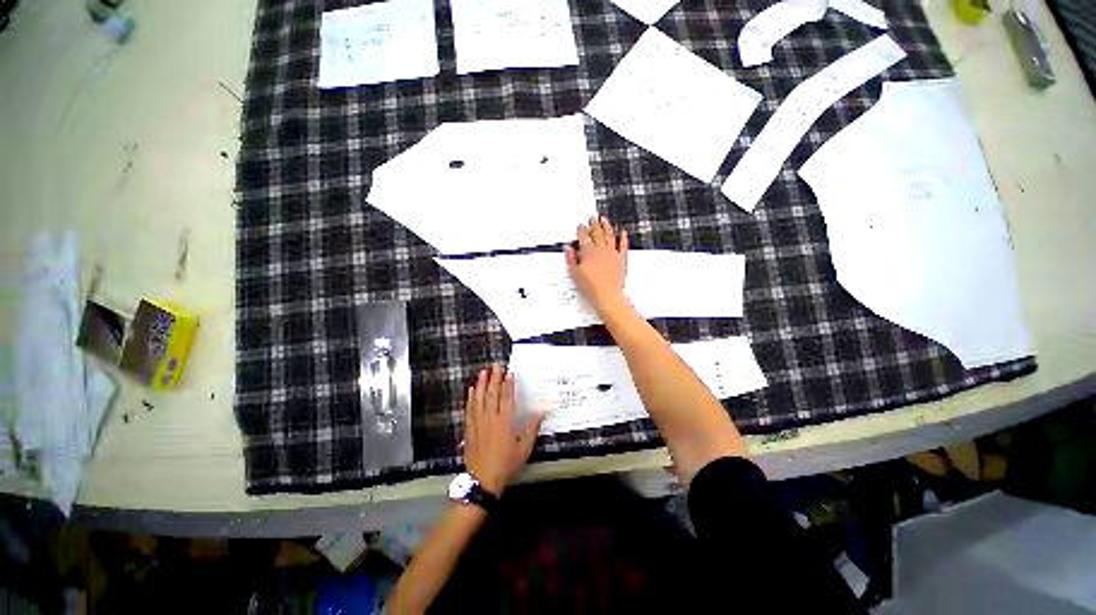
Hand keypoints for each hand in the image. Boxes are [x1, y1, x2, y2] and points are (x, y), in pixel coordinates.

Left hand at [463, 365, 543, 494]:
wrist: (482, 480)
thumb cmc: (506, 464)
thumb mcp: (524, 448)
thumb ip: (532, 428)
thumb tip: (543, 411)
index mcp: (505, 421)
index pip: (507, 397)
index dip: (508, 384)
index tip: (509, 372)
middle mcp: (490, 418)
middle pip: (492, 394)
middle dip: (494, 378)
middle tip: (496, 365)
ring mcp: (478, 422)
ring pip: (479, 399)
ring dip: (481, 384)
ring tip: (483, 372)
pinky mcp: (469, 428)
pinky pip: (470, 409)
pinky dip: (471, 398)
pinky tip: (471, 390)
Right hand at [566, 216, 629, 313]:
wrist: (607, 295)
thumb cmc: (590, 286)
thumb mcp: (574, 274)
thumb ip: (571, 259)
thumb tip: (568, 249)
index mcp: (588, 252)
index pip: (583, 237)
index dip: (581, 230)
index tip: (580, 225)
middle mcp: (601, 249)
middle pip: (597, 233)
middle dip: (594, 224)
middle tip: (593, 217)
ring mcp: (612, 253)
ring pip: (609, 235)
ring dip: (606, 226)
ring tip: (604, 219)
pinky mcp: (621, 259)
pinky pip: (622, 245)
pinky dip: (623, 238)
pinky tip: (622, 232)